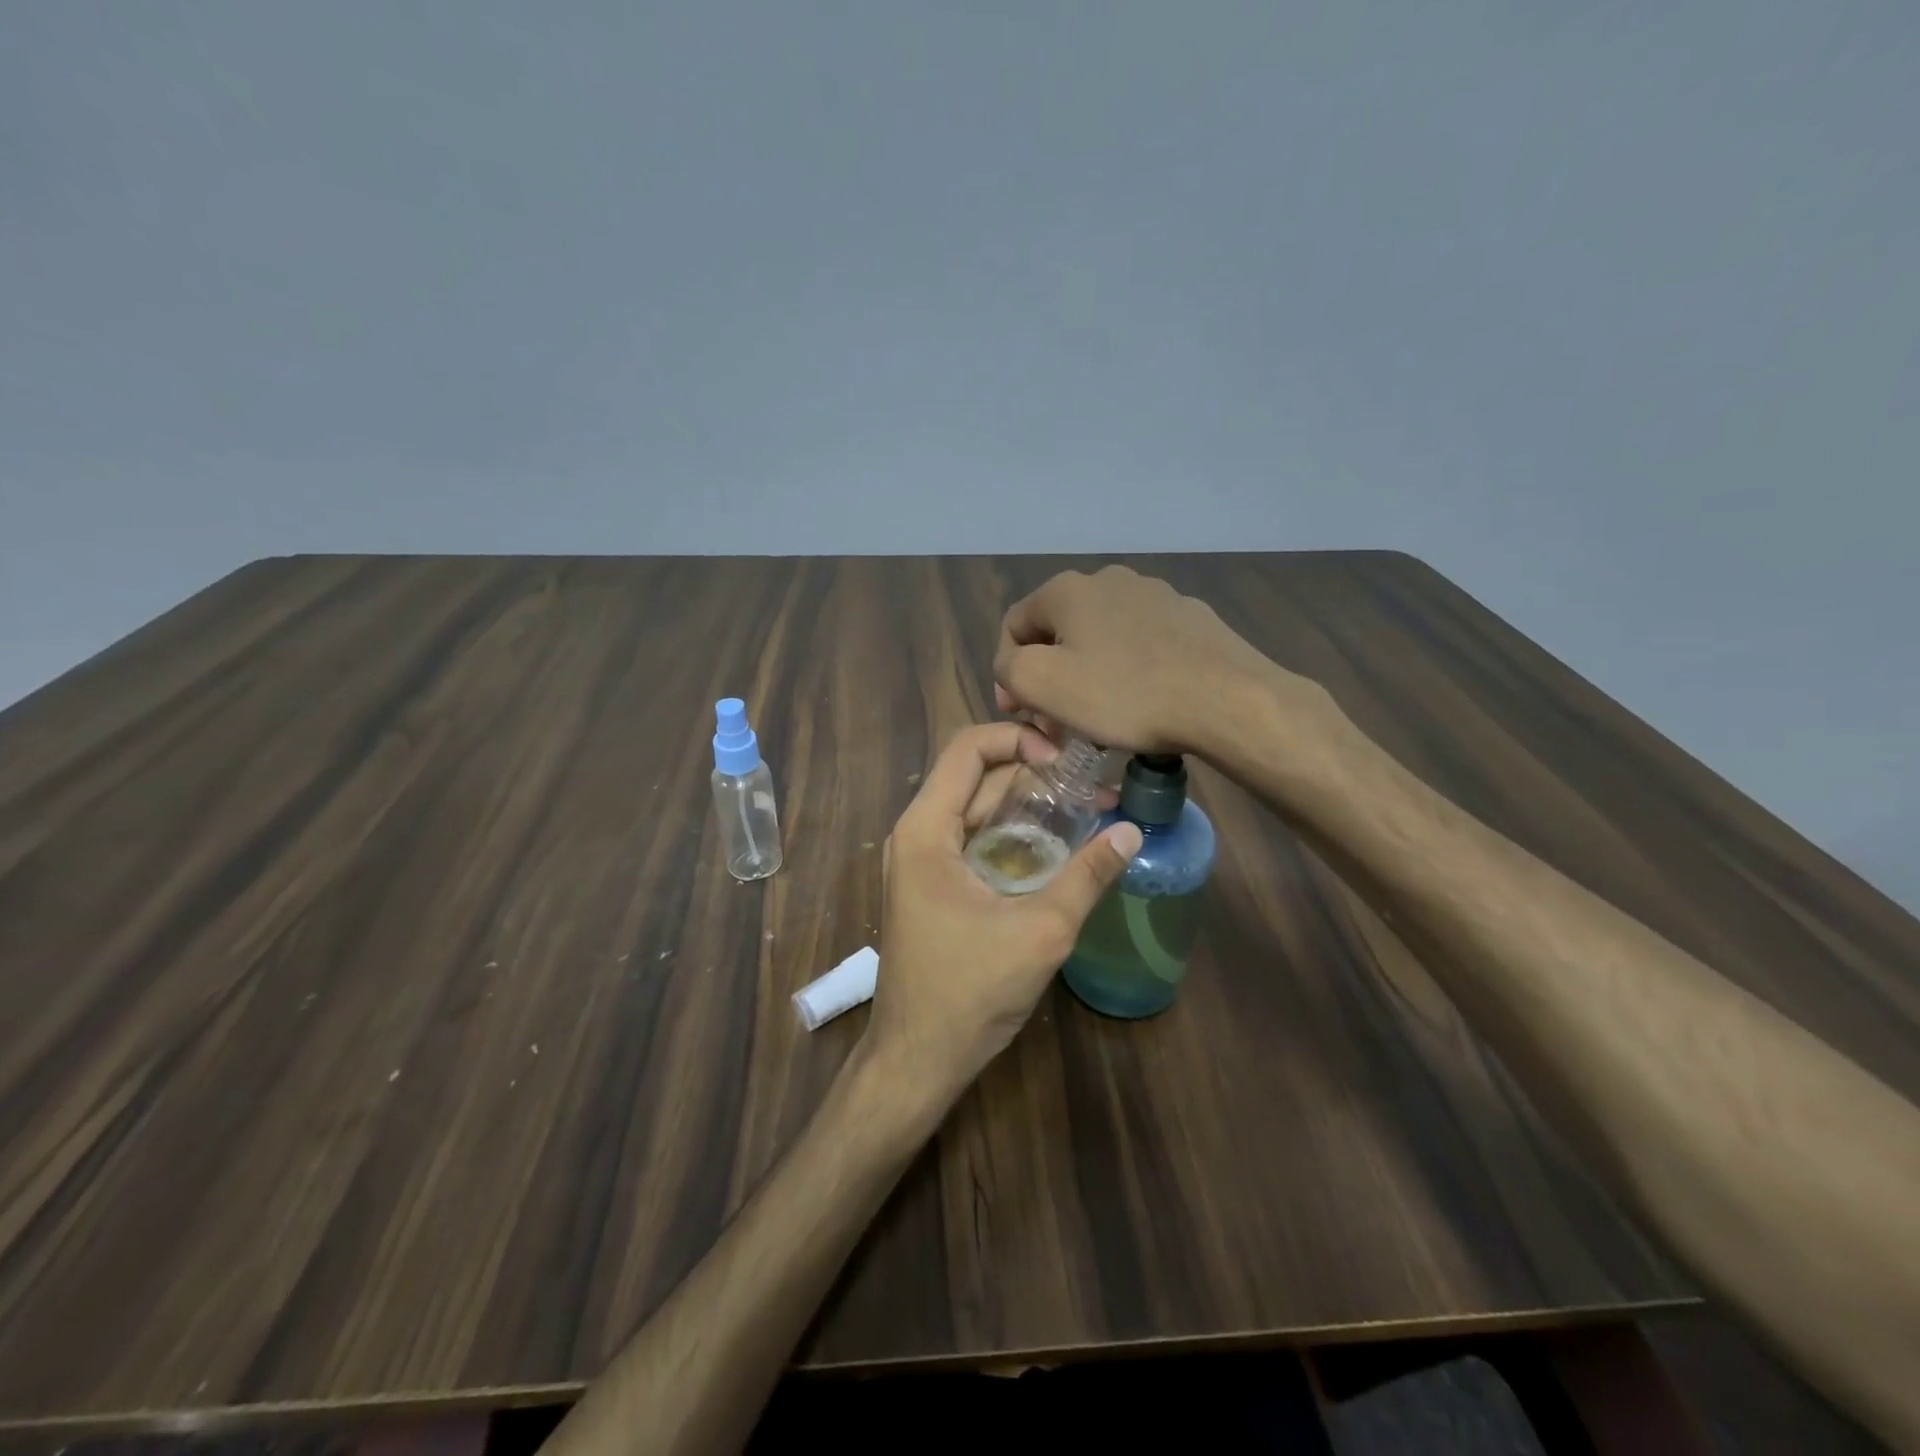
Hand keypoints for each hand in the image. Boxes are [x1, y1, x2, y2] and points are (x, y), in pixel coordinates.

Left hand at [864, 722, 1141, 1100]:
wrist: (917, 1059)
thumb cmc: (970, 992)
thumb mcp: (1040, 932)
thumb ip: (1086, 877)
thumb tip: (1131, 831)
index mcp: (926, 830)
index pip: (968, 749)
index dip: (1019, 738)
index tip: (1067, 759)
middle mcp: (917, 834)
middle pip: (976, 777)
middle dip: (1034, 771)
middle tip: (1092, 779)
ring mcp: (922, 861)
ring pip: (978, 809)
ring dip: (1028, 804)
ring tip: (1088, 805)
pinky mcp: (934, 885)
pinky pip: (975, 839)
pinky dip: (1014, 833)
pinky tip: (1059, 844)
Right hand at [994, 565, 1297, 754]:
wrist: (1225, 699)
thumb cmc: (1124, 693)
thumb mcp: (1042, 684)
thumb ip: (1008, 668)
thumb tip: (1014, 665)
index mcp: (1067, 589)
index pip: (1014, 627)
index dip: (1008, 672)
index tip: (1021, 713)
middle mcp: (1109, 580)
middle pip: (1060, 632)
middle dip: (1050, 676)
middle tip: (1057, 721)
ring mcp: (1156, 595)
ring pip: (1102, 639)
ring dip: (1089, 675)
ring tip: (1101, 718)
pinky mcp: (1190, 618)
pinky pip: (1142, 646)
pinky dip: (1129, 672)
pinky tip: (1143, 704)